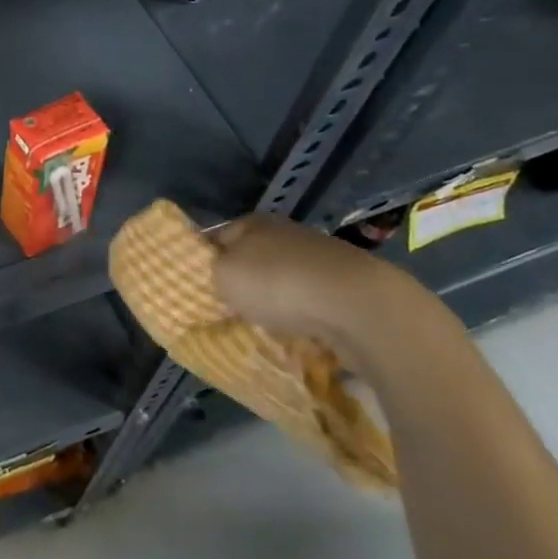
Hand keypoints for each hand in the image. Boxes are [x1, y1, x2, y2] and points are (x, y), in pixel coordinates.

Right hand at [211, 210, 425, 345]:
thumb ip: (211, 272)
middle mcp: (287, 233)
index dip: (206, 262)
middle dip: (244, 285)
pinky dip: (305, 318)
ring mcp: (321, 259)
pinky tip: (300, 335)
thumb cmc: (278, 283)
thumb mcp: (224, 276)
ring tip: (266, 329)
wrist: (358, 306)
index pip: (218, 237)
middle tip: (230, 314)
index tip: (199, 290)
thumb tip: (217, 275)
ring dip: (277, 303)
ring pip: (285, 282)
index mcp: (254, 223)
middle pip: (254, 260)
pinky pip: (314, 303)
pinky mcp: (348, 287)